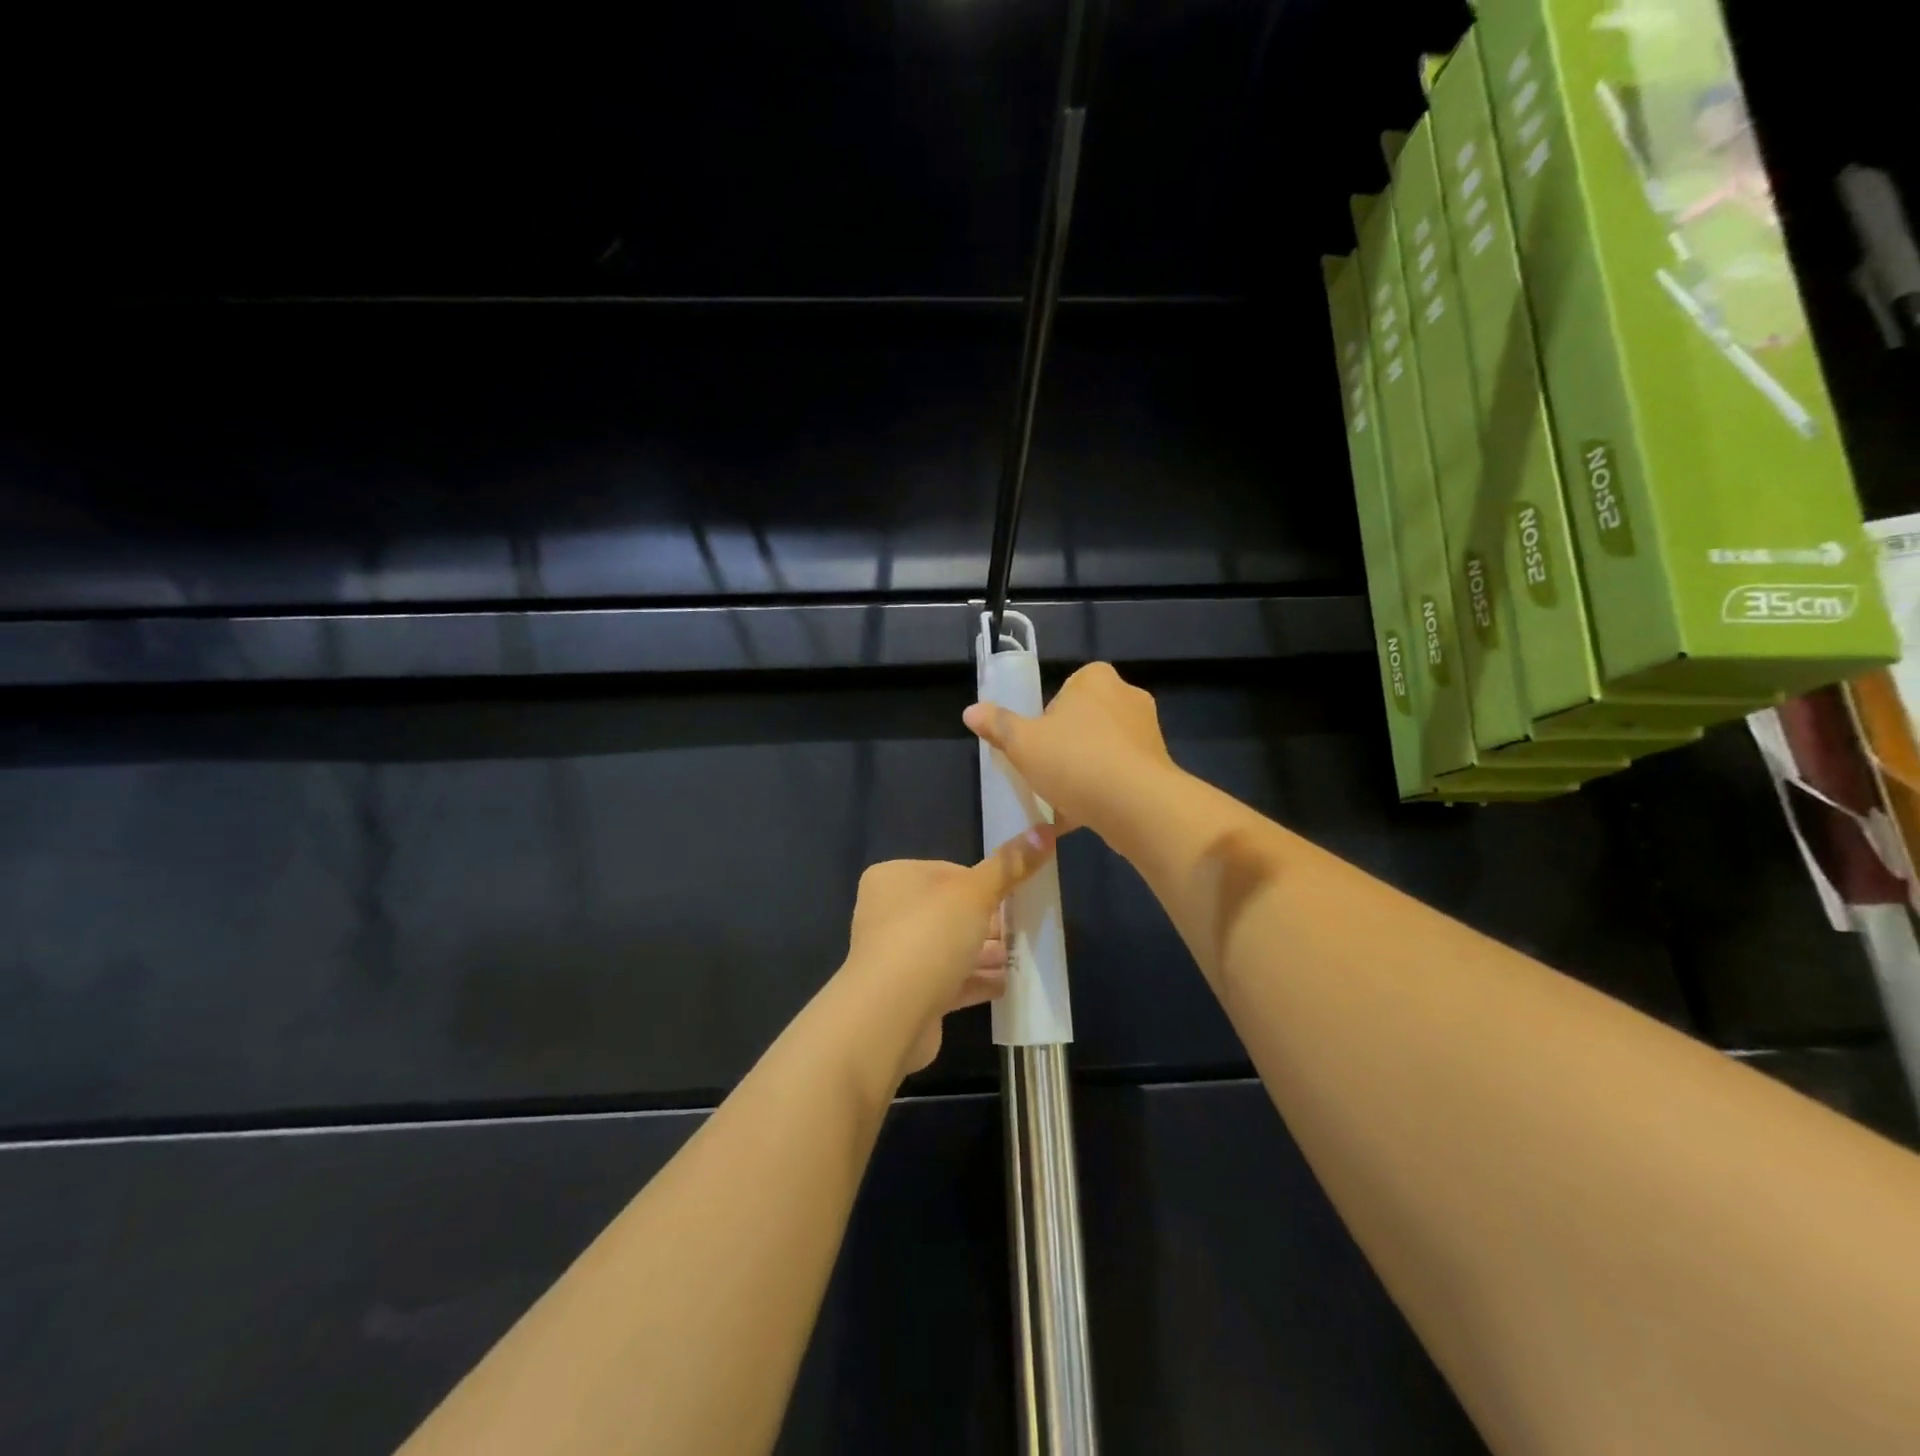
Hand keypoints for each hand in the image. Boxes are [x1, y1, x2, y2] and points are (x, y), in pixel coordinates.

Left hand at [840, 827, 1057, 1077]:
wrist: (890, 1014)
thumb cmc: (929, 935)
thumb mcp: (976, 892)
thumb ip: (1010, 864)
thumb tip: (1044, 829)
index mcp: (893, 878)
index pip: (947, 872)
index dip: (982, 884)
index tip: (1011, 897)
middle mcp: (887, 914)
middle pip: (948, 912)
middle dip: (987, 922)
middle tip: (1023, 930)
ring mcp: (894, 957)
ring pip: (949, 948)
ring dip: (983, 954)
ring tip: (1019, 958)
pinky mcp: (906, 995)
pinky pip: (948, 982)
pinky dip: (975, 981)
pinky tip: (1006, 985)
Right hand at [963, 661, 1176, 838]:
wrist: (1136, 805)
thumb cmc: (1074, 761)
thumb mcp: (1022, 743)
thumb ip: (997, 725)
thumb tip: (971, 711)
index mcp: (1096, 679)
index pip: (1064, 691)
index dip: (1044, 719)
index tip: (1035, 745)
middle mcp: (1128, 696)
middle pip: (1083, 721)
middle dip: (1065, 746)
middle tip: (1045, 773)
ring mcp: (1147, 732)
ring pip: (1102, 749)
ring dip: (1083, 771)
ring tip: (1062, 800)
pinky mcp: (1159, 766)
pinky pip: (1120, 774)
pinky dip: (1102, 790)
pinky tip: (1082, 815)